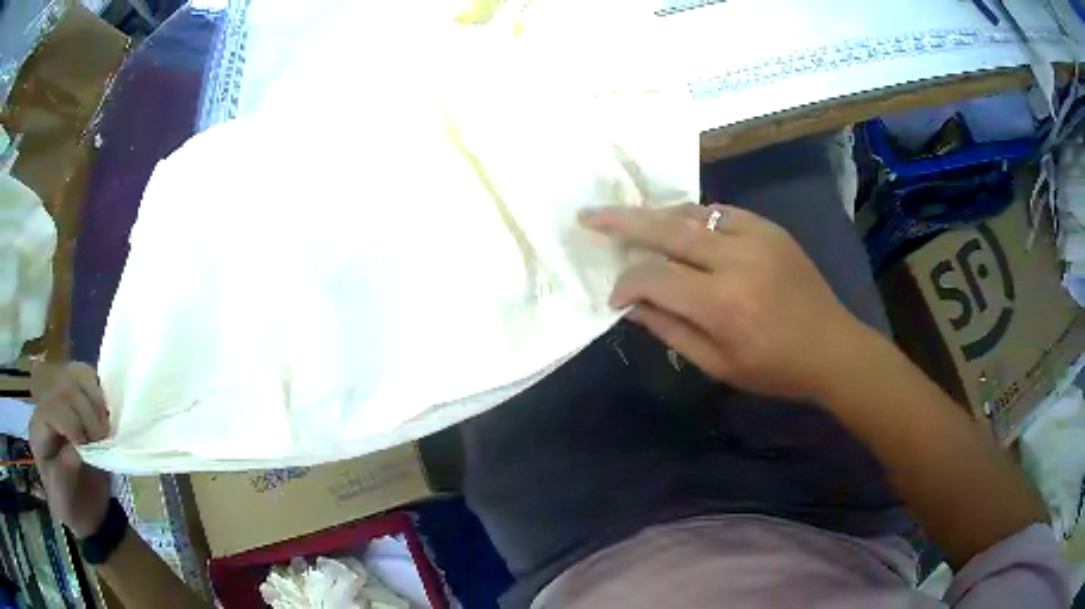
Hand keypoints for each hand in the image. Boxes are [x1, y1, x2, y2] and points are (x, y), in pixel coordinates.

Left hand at [29, 363, 111, 538]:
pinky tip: (106, 418)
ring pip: (78, 376)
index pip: (51, 408)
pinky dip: (101, 394)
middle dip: (87, 415)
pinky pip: (89, 378)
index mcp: (38, 431)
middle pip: (66, 388)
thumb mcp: (64, 502)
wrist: (85, 512)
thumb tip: (74, 452)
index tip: (87, 449)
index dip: (71, 423)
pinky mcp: (79, 400)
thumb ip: (62, 477)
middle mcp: (46, 407)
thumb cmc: (72, 508)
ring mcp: (62, 400)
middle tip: (100, 443)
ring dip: (97, 402)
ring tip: (104, 431)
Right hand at [580, 204, 873, 399]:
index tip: (615, 298)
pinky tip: (683, 229)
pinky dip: (694, 218)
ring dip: (657, 217)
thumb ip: (670, 330)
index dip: (626, 283)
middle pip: (666, 228)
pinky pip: (721, 212)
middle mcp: (736, 260)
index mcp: (723, 305)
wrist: (832, 347)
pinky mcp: (770, 228)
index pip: (654, 277)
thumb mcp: (717, 365)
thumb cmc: (774, 369)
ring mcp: (756, 237)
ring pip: (691, 213)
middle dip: (621, 221)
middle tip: (588, 216)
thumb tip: (631, 305)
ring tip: (633, 223)